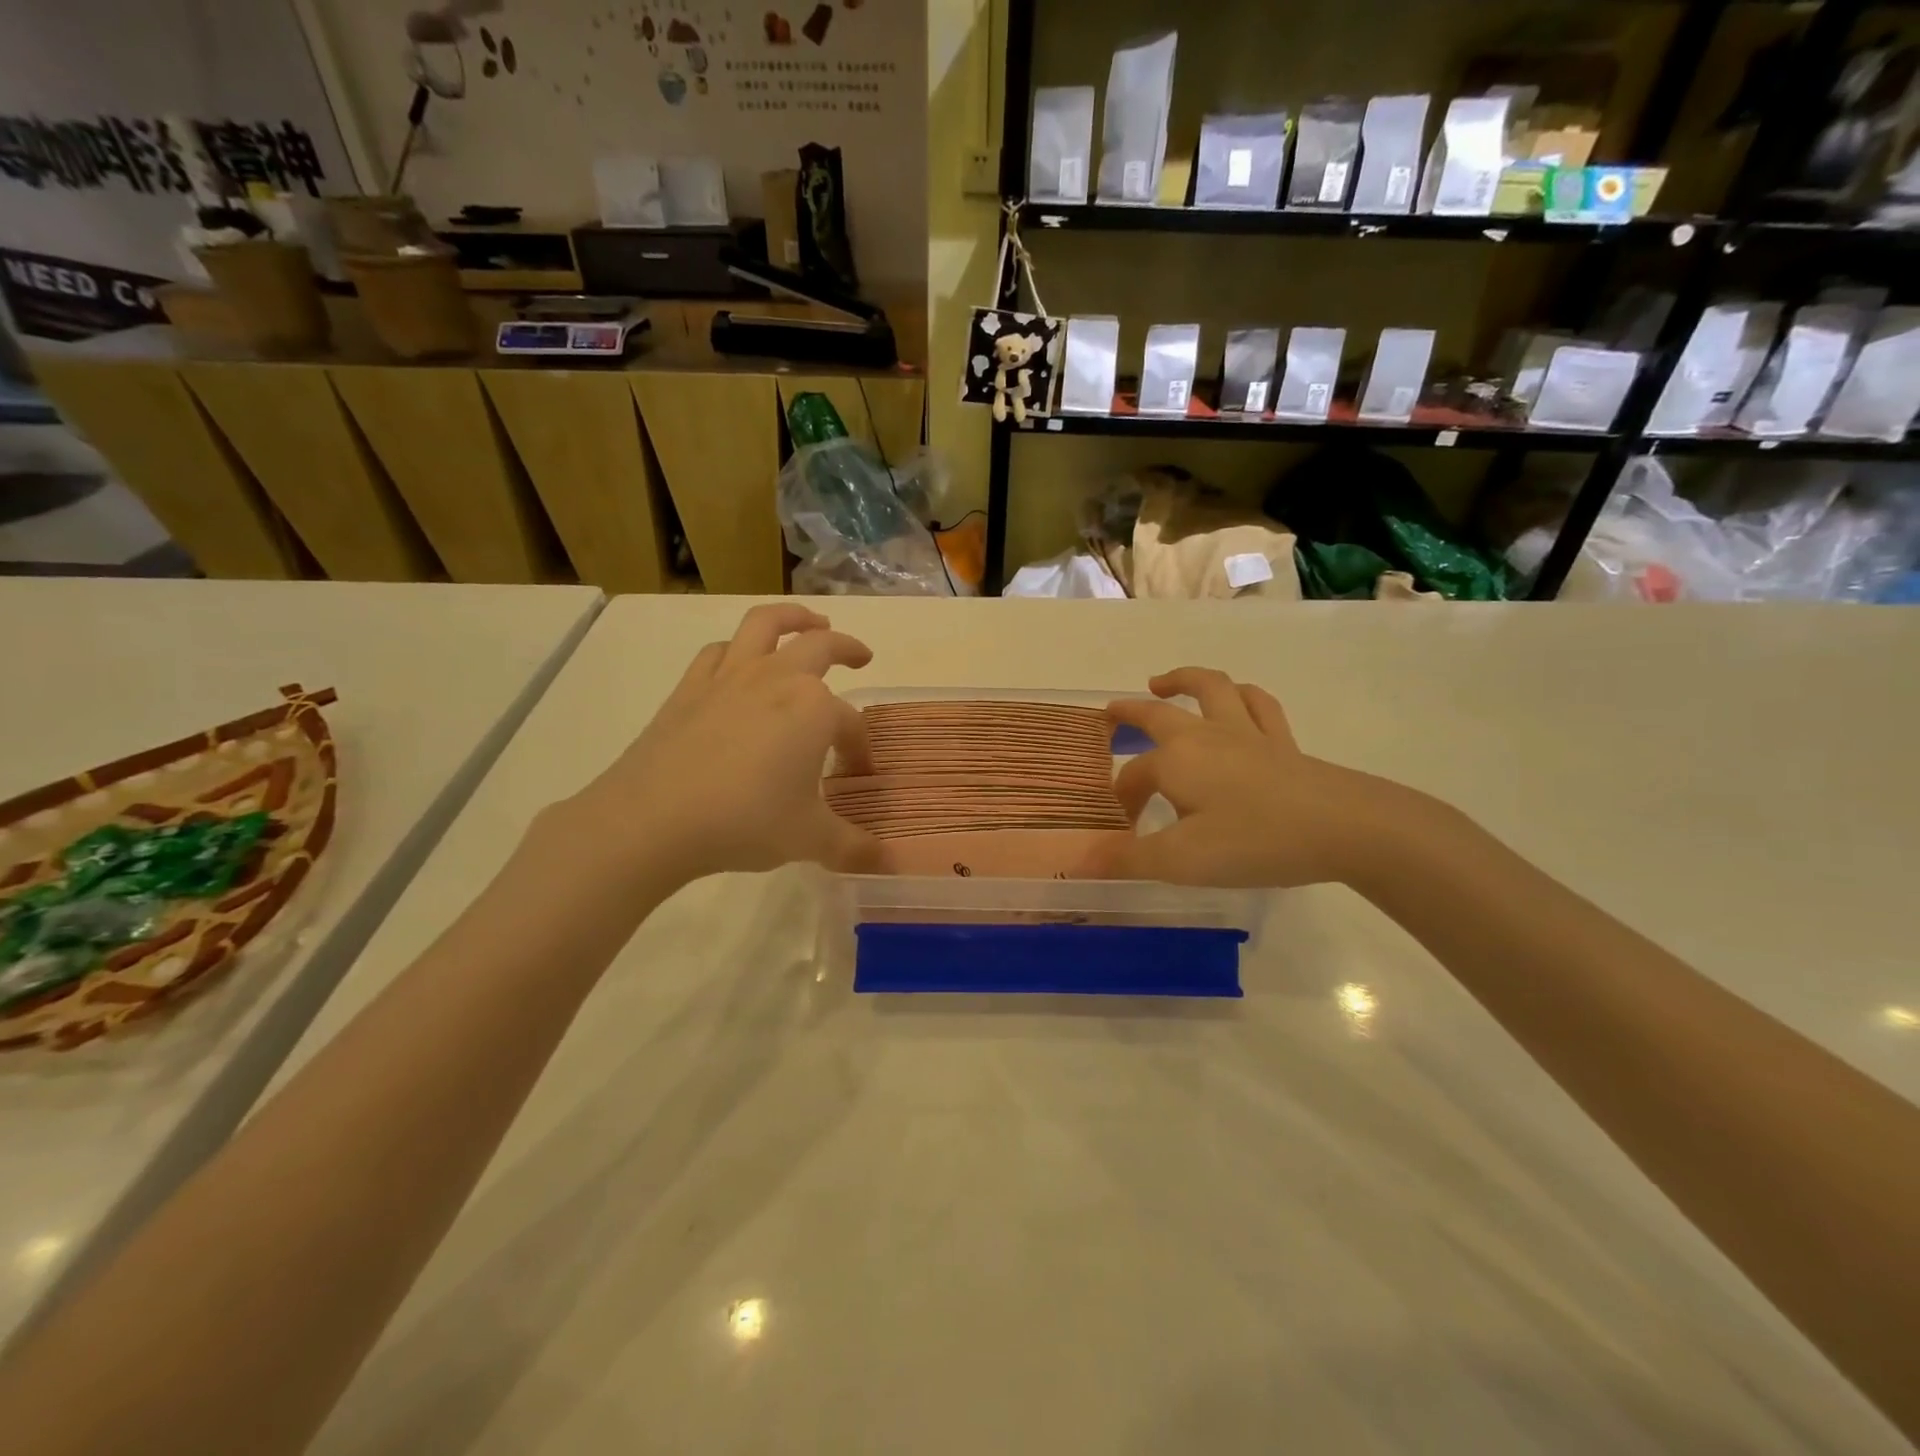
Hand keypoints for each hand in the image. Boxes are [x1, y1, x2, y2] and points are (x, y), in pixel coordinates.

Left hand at [566, 604, 880, 884]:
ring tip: (808, 622)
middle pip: (821, 646)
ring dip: (793, 617)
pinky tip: (740, 662)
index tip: (858, 774)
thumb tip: (888, 863)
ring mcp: (729, 677)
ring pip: (765, 624)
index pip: (850, 724)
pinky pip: (719, 652)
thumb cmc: (745, 821)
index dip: (860, 749)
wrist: (654, 818)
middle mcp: (777, 678)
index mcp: (814, 708)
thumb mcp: (810, 839)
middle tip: (860, 655)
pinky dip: (737, 648)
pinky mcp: (690, 687)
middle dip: (846, 647)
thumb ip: (853, 847)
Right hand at [1091, 668, 1406, 887]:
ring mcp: (1247, 733)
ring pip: (1211, 690)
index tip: (1122, 833)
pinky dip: (1241, 696)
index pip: (1132, 777)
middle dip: (1131, 712)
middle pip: (1159, 713)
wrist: (1343, 827)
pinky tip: (1237, 699)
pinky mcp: (1283, 742)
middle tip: (1111, 712)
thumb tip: (1077, 862)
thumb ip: (1127, 859)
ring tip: (1164, 682)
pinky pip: (1258, 705)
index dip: (1121, 801)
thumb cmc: (1254, 842)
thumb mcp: (1181, 860)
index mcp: (1175, 760)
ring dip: (1184, 680)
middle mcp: (1205, 736)